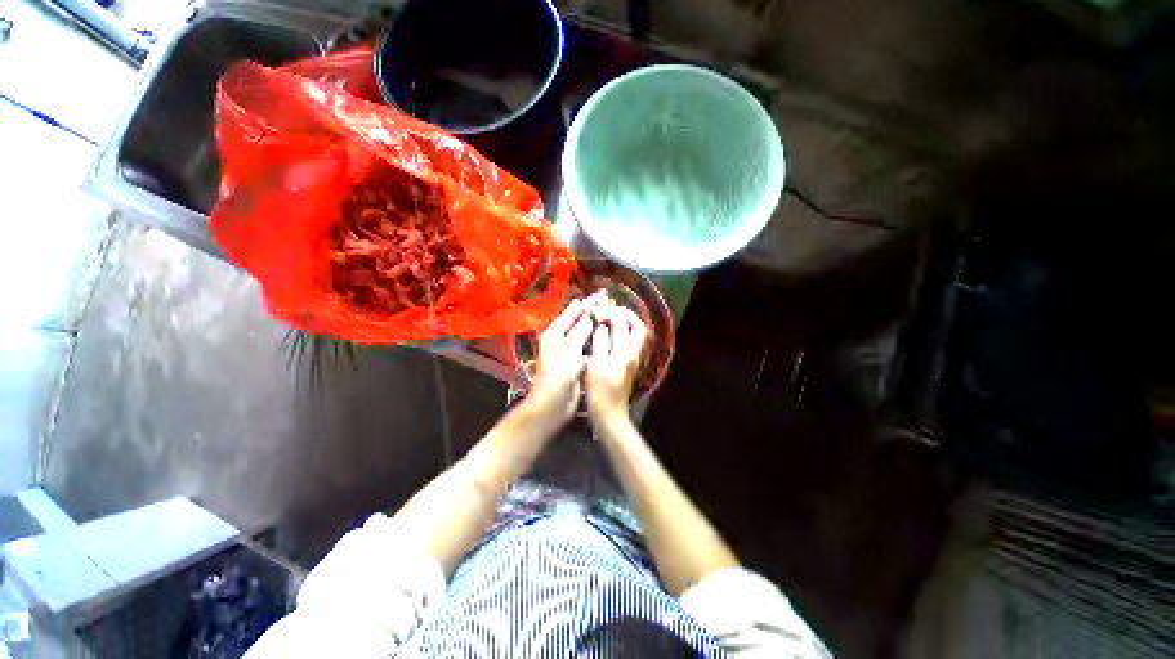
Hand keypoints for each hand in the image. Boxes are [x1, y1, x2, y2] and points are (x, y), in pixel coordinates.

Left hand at [527, 295, 595, 425]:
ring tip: (609, 318)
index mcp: (554, 334)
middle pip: (576, 322)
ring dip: (593, 327)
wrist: (552, 405)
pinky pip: (586, 348)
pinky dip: (594, 341)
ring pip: (582, 335)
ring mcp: (567, 352)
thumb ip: (580, 332)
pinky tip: (606, 339)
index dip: (585, 305)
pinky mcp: (574, 363)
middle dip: (590, 313)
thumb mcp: (570, 350)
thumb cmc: (558, 376)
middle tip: (607, 304)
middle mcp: (559, 340)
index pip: (571, 313)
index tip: (599, 296)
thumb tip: (588, 315)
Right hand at [585, 298, 648, 426]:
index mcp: (626, 351)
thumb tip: (602, 326)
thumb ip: (600, 342)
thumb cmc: (600, 390)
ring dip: (626, 325)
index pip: (628, 323)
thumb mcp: (596, 364)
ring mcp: (634, 361)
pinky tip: (611, 337)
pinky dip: (624, 335)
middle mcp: (634, 354)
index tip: (600, 313)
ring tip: (610, 321)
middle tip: (611, 312)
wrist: (610, 414)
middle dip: (626, 316)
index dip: (615, 314)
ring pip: (637, 336)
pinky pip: (632, 344)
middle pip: (639, 328)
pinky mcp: (630, 366)